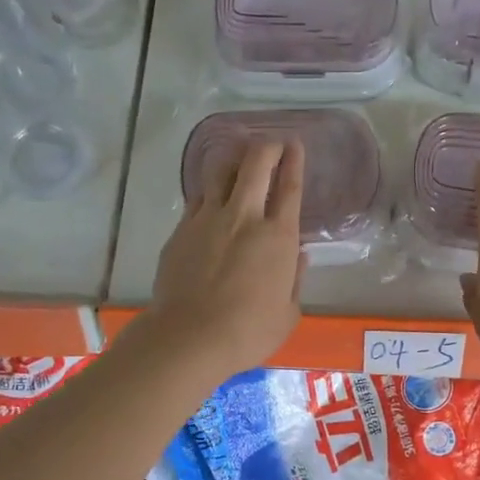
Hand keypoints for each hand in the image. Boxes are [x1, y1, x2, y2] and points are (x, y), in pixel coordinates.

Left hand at [144, 139, 306, 380]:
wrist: (190, 337)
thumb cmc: (248, 332)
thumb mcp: (288, 313)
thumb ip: (294, 280)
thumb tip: (297, 257)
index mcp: (278, 237)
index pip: (290, 187)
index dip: (295, 161)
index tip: (296, 144)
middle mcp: (244, 217)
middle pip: (256, 165)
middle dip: (267, 146)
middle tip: (273, 142)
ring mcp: (208, 219)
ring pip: (221, 172)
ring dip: (235, 159)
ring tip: (239, 157)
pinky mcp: (181, 230)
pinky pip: (198, 197)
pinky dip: (210, 189)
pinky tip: (211, 194)